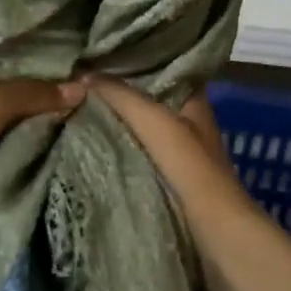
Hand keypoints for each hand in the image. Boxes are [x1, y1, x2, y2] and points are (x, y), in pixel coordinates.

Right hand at [86, 76, 257, 233]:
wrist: (217, 236)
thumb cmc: (192, 171)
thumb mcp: (156, 123)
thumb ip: (122, 97)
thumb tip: (84, 74)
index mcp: (194, 101)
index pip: (163, 67)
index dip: (134, 59)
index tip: (98, 53)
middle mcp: (188, 123)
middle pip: (148, 99)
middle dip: (117, 91)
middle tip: (77, 79)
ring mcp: (179, 155)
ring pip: (141, 128)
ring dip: (114, 121)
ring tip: (74, 106)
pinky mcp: (169, 183)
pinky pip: (136, 155)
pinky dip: (117, 148)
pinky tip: (89, 144)